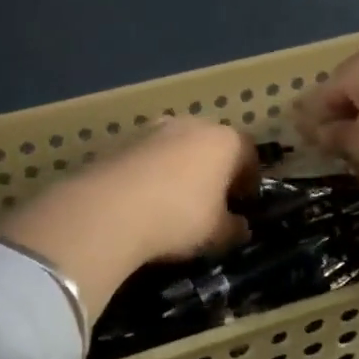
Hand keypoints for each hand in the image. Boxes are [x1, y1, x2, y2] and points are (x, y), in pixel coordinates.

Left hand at [0, 119, 255, 314]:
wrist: (109, 208)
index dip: (249, 179)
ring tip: (173, 201)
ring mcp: (154, 128)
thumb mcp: (217, 234)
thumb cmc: (179, 216)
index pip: (249, 153)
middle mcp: (192, 124)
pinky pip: (148, 156)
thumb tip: (241, 226)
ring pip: (178, 147)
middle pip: (212, 144)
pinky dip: (151, 172)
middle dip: (214, 170)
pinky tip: (144, 199)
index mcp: (225, 140)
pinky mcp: (122, 139)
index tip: (243, 203)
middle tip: (210, 201)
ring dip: (180, 168)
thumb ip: (234, 228)